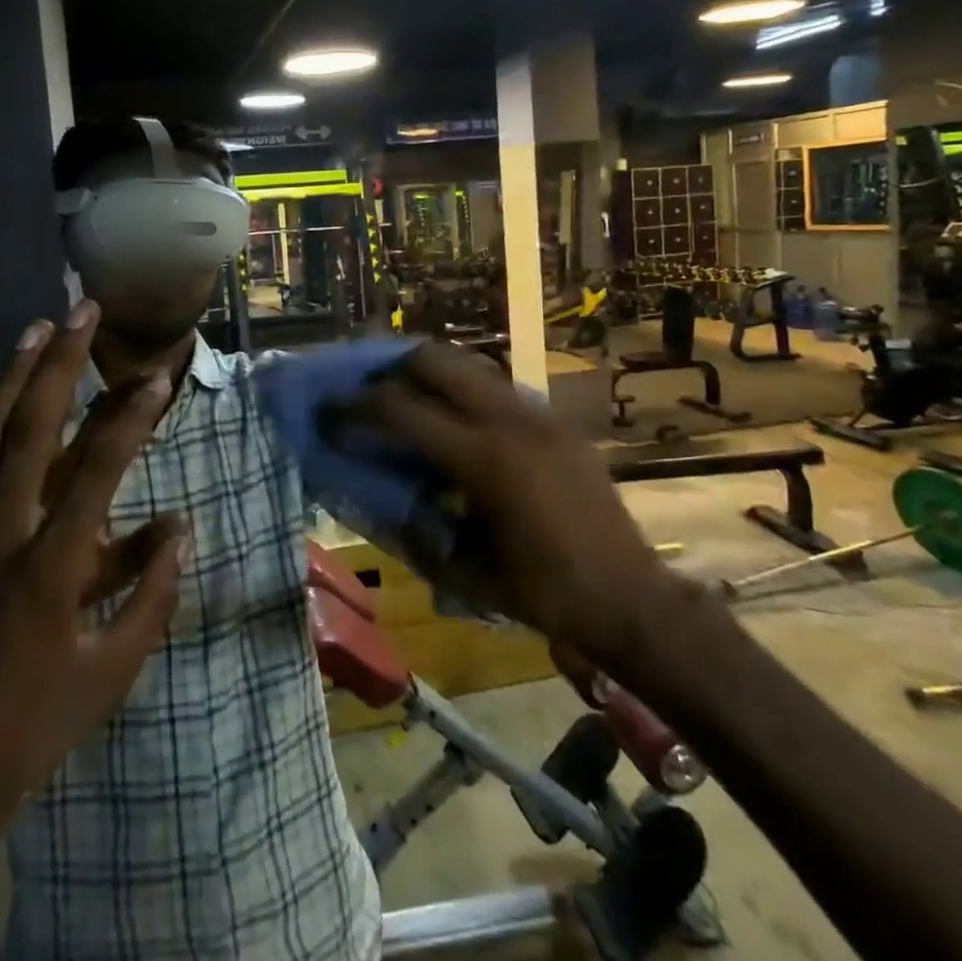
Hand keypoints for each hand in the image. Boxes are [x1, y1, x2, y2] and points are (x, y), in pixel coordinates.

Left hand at [0, 302, 188, 941]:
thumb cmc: (31, 730)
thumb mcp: (111, 674)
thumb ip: (151, 596)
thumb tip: (181, 529)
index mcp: (50, 569)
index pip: (98, 470)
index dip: (131, 416)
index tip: (157, 375)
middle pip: (29, 429)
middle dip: (58, 363)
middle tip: (81, 311)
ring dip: (10, 378)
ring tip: (34, 330)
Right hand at [351, 343, 687, 670]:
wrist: (632, 600)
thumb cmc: (545, 595)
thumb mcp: (466, 570)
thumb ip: (416, 526)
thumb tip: (382, 494)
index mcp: (484, 459)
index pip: (401, 410)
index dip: (356, 408)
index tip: (329, 413)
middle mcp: (510, 421)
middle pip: (435, 360)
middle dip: (391, 369)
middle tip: (367, 393)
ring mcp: (539, 415)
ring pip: (470, 365)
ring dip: (430, 374)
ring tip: (407, 399)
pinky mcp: (558, 422)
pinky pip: (498, 388)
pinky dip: (465, 392)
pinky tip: (457, 424)